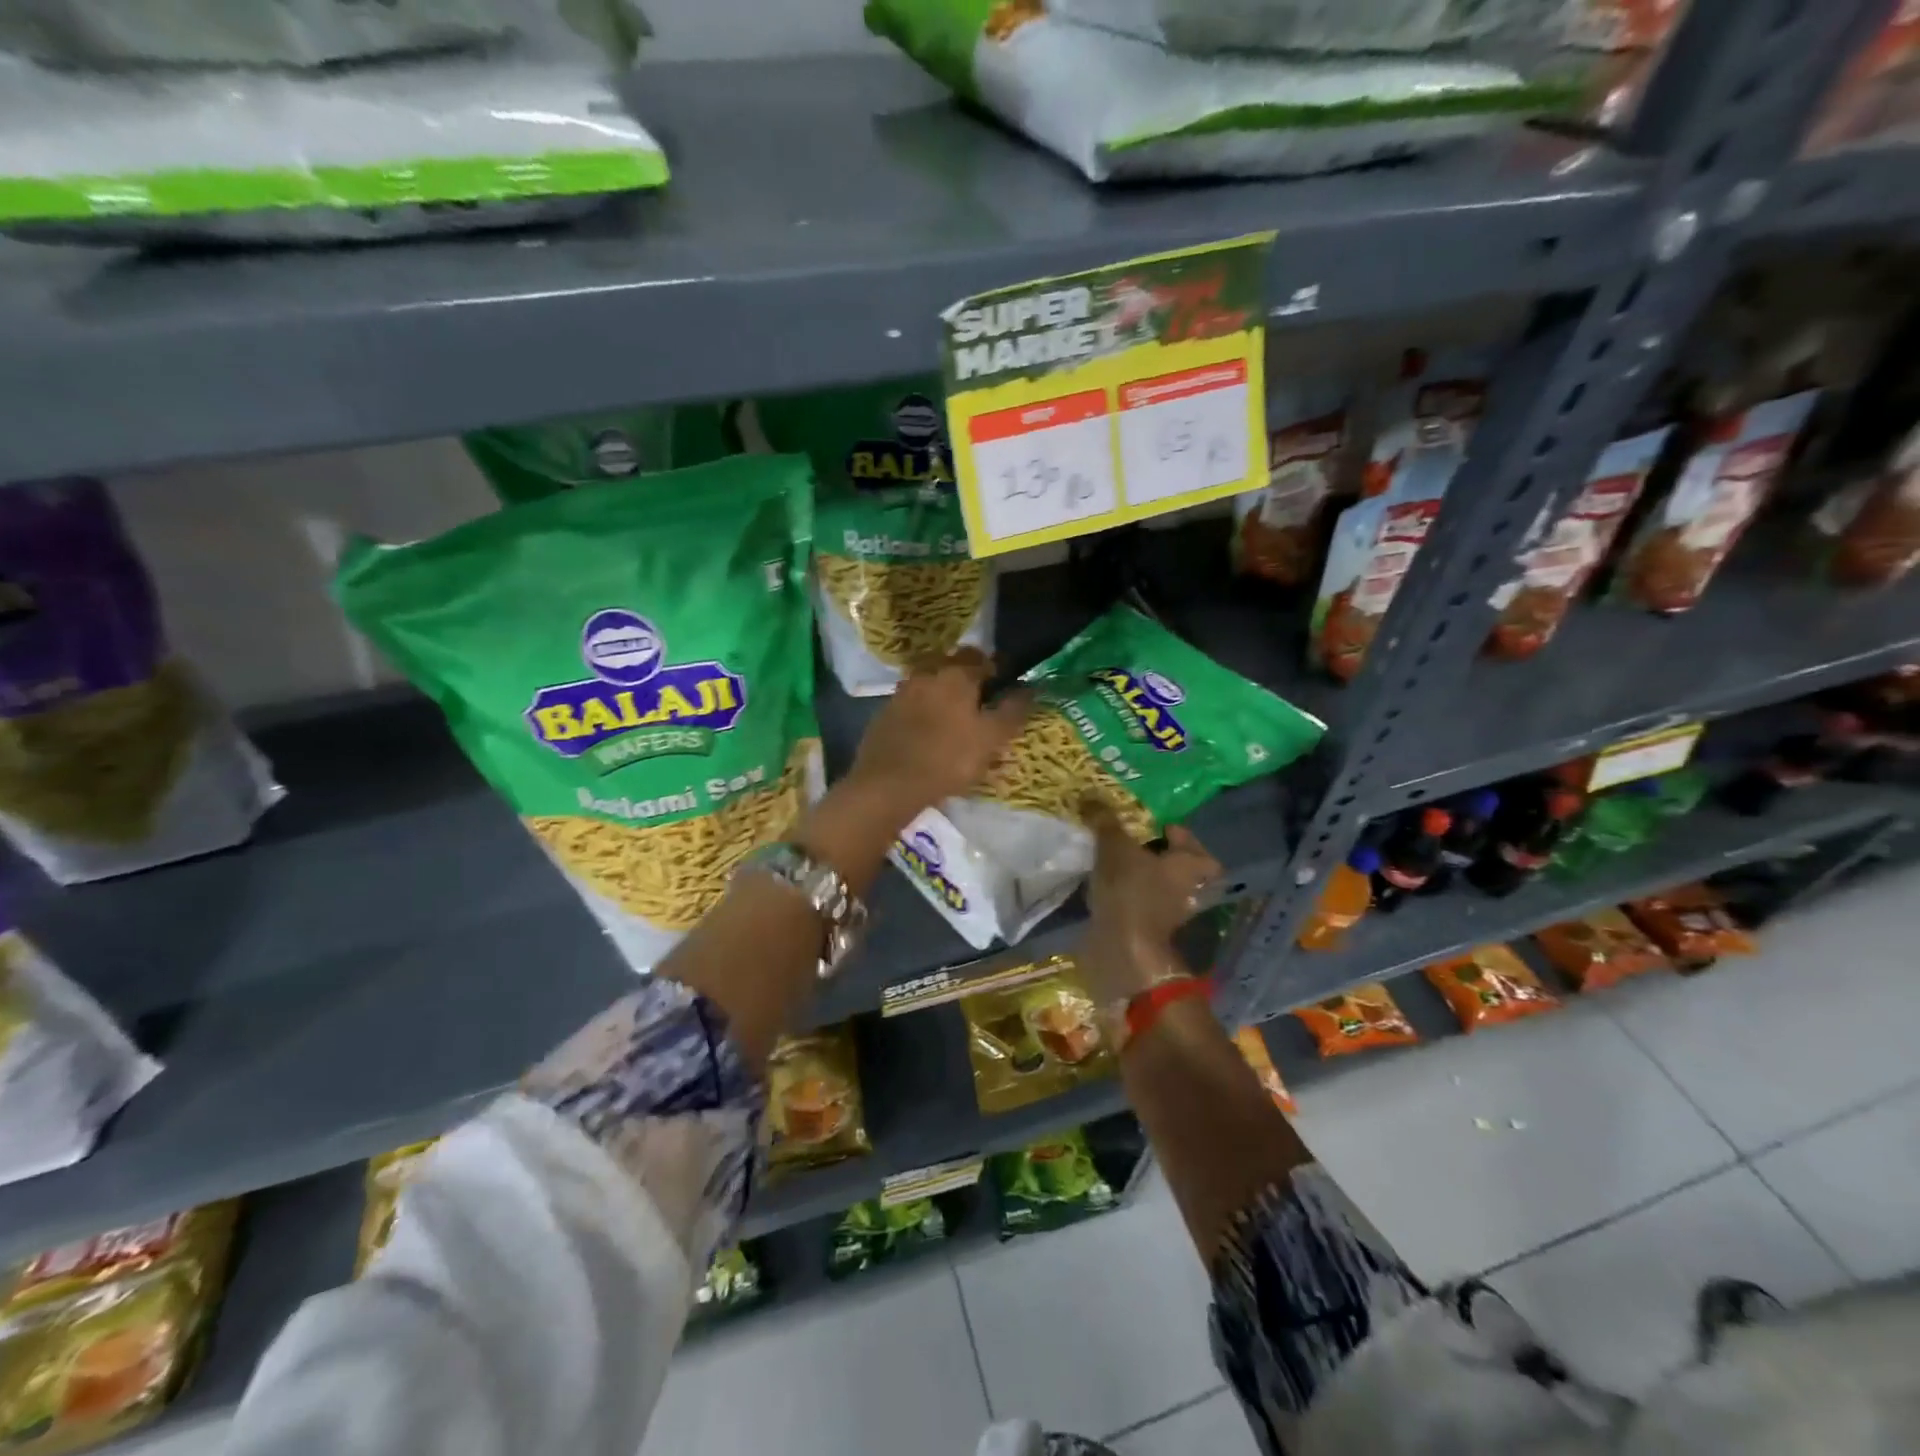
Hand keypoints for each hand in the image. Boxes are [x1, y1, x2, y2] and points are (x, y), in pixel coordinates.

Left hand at [844, 648, 1031, 826]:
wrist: (887, 784)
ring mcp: (902, 692)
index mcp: (956, 675)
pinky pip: (913, 703)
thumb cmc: (948, 759)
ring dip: (945, 694)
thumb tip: (1029, 688)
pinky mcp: (885, 713)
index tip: (1005, 691)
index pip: (984, 660)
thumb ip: (1012, 710)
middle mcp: (927, 674)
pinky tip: (930, 733)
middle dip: (969, 678)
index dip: (998, 672)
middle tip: (982, 704)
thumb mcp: (991, 738)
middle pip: (954, 666)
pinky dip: (925, 711)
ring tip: (956, 721)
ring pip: (931, 684)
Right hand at [1078, 799, 1220, 1003]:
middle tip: (1129, 839)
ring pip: (1156, 884)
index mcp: (1192, 866)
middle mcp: (1188, 889)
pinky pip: (1139, 902)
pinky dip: (1127, 894)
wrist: (1122, 950)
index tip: (1150, 824)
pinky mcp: (1147, 929)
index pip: (1190, 840)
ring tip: (1112, 859)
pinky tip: (1106, 883)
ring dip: (1140, 875)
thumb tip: (1091, 795)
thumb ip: (1105, 821)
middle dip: (1154, 853)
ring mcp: (1169, 913)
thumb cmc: (1130, 891)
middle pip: (1175, 865)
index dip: (1173, 831)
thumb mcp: (1114, 847)